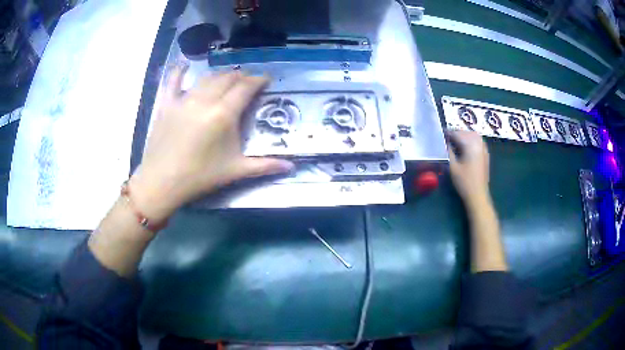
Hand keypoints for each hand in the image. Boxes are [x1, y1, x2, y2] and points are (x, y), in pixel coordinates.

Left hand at [129, 65, 293, 220]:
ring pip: (206, 78)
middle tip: (248, 82)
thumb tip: (291, 168)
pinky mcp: (167, 104)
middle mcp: (205, 99)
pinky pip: (172, 82)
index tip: (266, 79)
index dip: (258, 80)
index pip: (246, 87)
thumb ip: (264, 166)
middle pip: (227, 78)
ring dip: (220, 76)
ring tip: (227, 79)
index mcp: (224, 113)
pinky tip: (183, 65)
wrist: (162, 182)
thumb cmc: (200, 176)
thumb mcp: (235, 171)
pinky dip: (179, 72)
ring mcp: (184, 99)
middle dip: (241, 77)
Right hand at [447, 131, 490, 206]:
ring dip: (465, 135)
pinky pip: (479, 142)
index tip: (440, 133)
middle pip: (466, 133)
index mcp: (470, 145)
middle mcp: (479, 144)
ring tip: (456, 140)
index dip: (448, 133)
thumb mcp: (452, 167)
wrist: (478, 195)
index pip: (458, 134)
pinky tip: (466, 146)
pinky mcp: (485, 155)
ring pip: (474, 136)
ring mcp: (484, 149)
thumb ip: (448, 152)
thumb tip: (444, 142)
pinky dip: (472, 140)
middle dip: (457, 133)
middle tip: (447, 137)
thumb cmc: (464, 182)